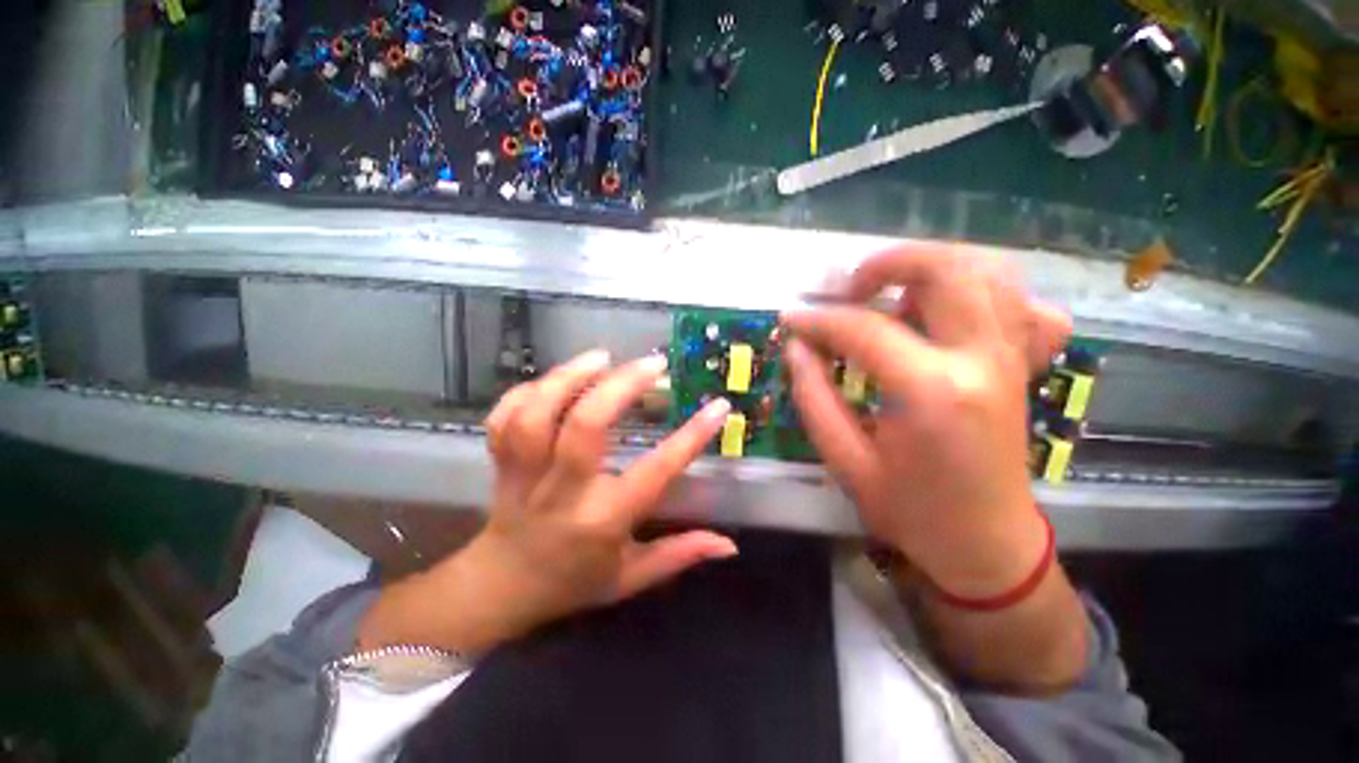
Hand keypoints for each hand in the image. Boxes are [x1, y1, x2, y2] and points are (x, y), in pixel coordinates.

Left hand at [358, 350, 735, 653]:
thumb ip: (680, 555)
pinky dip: (527, 391)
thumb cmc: (574, 582)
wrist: (500, 590)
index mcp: (602, 521)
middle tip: (652, 363)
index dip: (690, 437)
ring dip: (568, 377)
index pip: (654, 473)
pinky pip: (504, 418)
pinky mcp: (501, 463)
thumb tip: (729, 544)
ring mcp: (524, 474)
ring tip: (602, 357)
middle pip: (585, 427)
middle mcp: (562, 493)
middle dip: (621, 386)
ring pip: (536, 415)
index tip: (717, 406)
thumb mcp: (631, 578)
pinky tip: (556, 379)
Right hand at [783, 245, 1070, 598]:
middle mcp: (980, 360)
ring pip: (985, 271)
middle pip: (945, 269)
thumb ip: (813, 396)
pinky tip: (947, 315)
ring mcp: (1011, 357)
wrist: (987, 544)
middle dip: (885, 264)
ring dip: (930, 270)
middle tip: (848, 289)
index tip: (790, 318)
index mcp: (931, 391)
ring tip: (890, 296)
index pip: (864, 328)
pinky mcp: (1021, 364)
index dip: (818, 319)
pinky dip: (981, 291)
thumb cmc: (910, 510)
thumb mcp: (845, 460)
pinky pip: (1018, 303)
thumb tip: (796, 346)